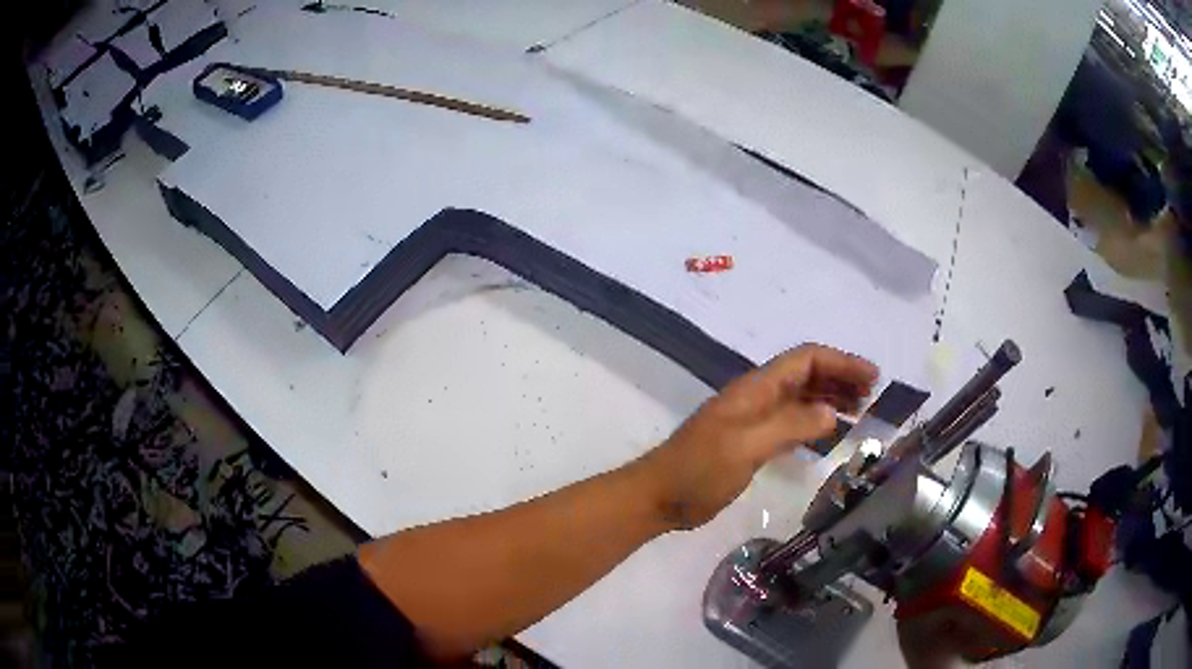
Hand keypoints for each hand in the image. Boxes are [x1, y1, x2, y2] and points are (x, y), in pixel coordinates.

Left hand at [635, 344, 877, 529]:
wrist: (660, 497)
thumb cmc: (699, 471)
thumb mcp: (745, 447)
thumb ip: (788, 427)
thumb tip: (831, 413)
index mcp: (755, 389)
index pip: (805, 360)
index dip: (840, 362)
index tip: (872, 377)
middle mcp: (758, 397)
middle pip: (806, 374)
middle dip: (840, 377)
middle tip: (872, 395)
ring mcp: (754, 419)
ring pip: (801, 397)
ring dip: (830, 397)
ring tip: (860, 410)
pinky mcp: (752, 441)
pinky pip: (792, 421)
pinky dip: (814, 421)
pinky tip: (830, 432)